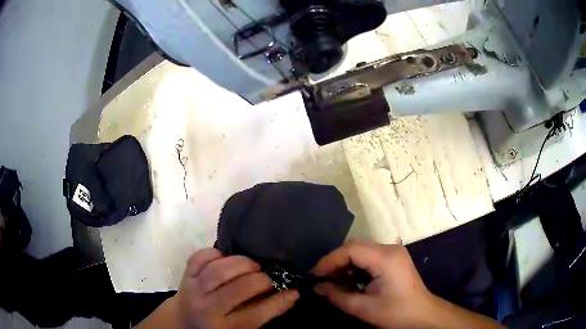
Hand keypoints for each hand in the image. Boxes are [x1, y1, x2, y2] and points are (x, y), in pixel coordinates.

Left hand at [170, 248, 298, 328]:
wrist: (181, 321)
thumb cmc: (215, 327)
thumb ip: (259, 314)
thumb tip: (288, 294)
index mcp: (224, 327)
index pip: (256, 315)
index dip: (279, 302)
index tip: (294, 291)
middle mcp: (207, 309)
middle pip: (239, 289)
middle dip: (261, 280)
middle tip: (269, 278)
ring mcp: (193, 289)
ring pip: (220, 270)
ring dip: (242, 263)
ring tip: (252, 265)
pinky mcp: (185, 274)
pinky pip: (201, 256)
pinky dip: (217, 253)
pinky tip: (227, 258)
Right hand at [312, 241, 434, 327]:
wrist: (423, 315)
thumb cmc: (396, 313)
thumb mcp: (364, 308)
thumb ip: (337, 296)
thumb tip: (317, 287)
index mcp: (385, 258)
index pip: (350, 249)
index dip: (329, 261)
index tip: (315, 275)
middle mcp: (390, 248)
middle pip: (355, 246)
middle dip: (336, 261)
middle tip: (324, 279)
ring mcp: (393, 252)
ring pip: (361, 250)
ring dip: (345, 264)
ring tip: (335, 282)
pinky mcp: (394, 258)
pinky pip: (369, 256)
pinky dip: (356, 266)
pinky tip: (351, 281)